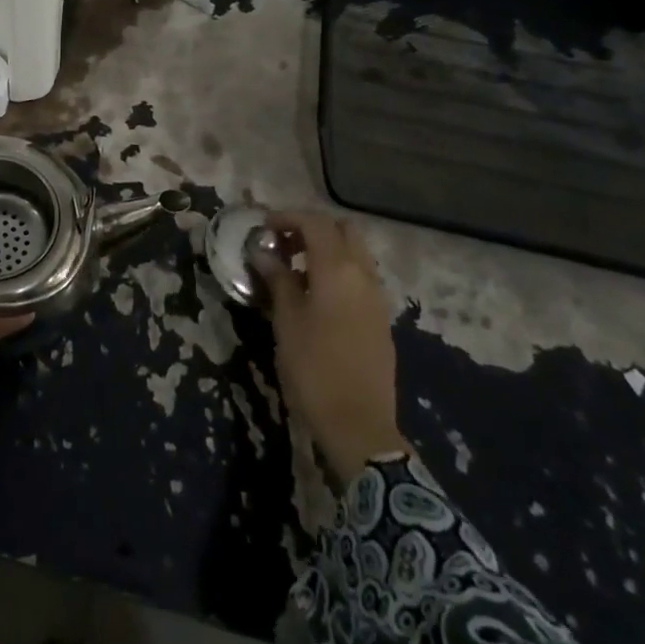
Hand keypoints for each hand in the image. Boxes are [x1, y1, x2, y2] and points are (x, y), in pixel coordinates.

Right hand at [251, 211, 409, 484]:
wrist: (359, 425)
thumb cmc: (314, 369)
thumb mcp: (286, 321)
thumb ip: (278, 280)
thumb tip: (264, 252)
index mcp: (338, 270)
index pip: (315, 223)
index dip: (287, 218)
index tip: (263, 227)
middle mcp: (363, 274)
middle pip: (342, 230)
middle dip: (312, 228)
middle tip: (283, 244)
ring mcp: (376, 297)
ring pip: (355, 253)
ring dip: (327, 249)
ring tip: (295, 268)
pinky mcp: (380, 318)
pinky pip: (360, 277)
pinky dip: (339, 270)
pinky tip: (316, 294)